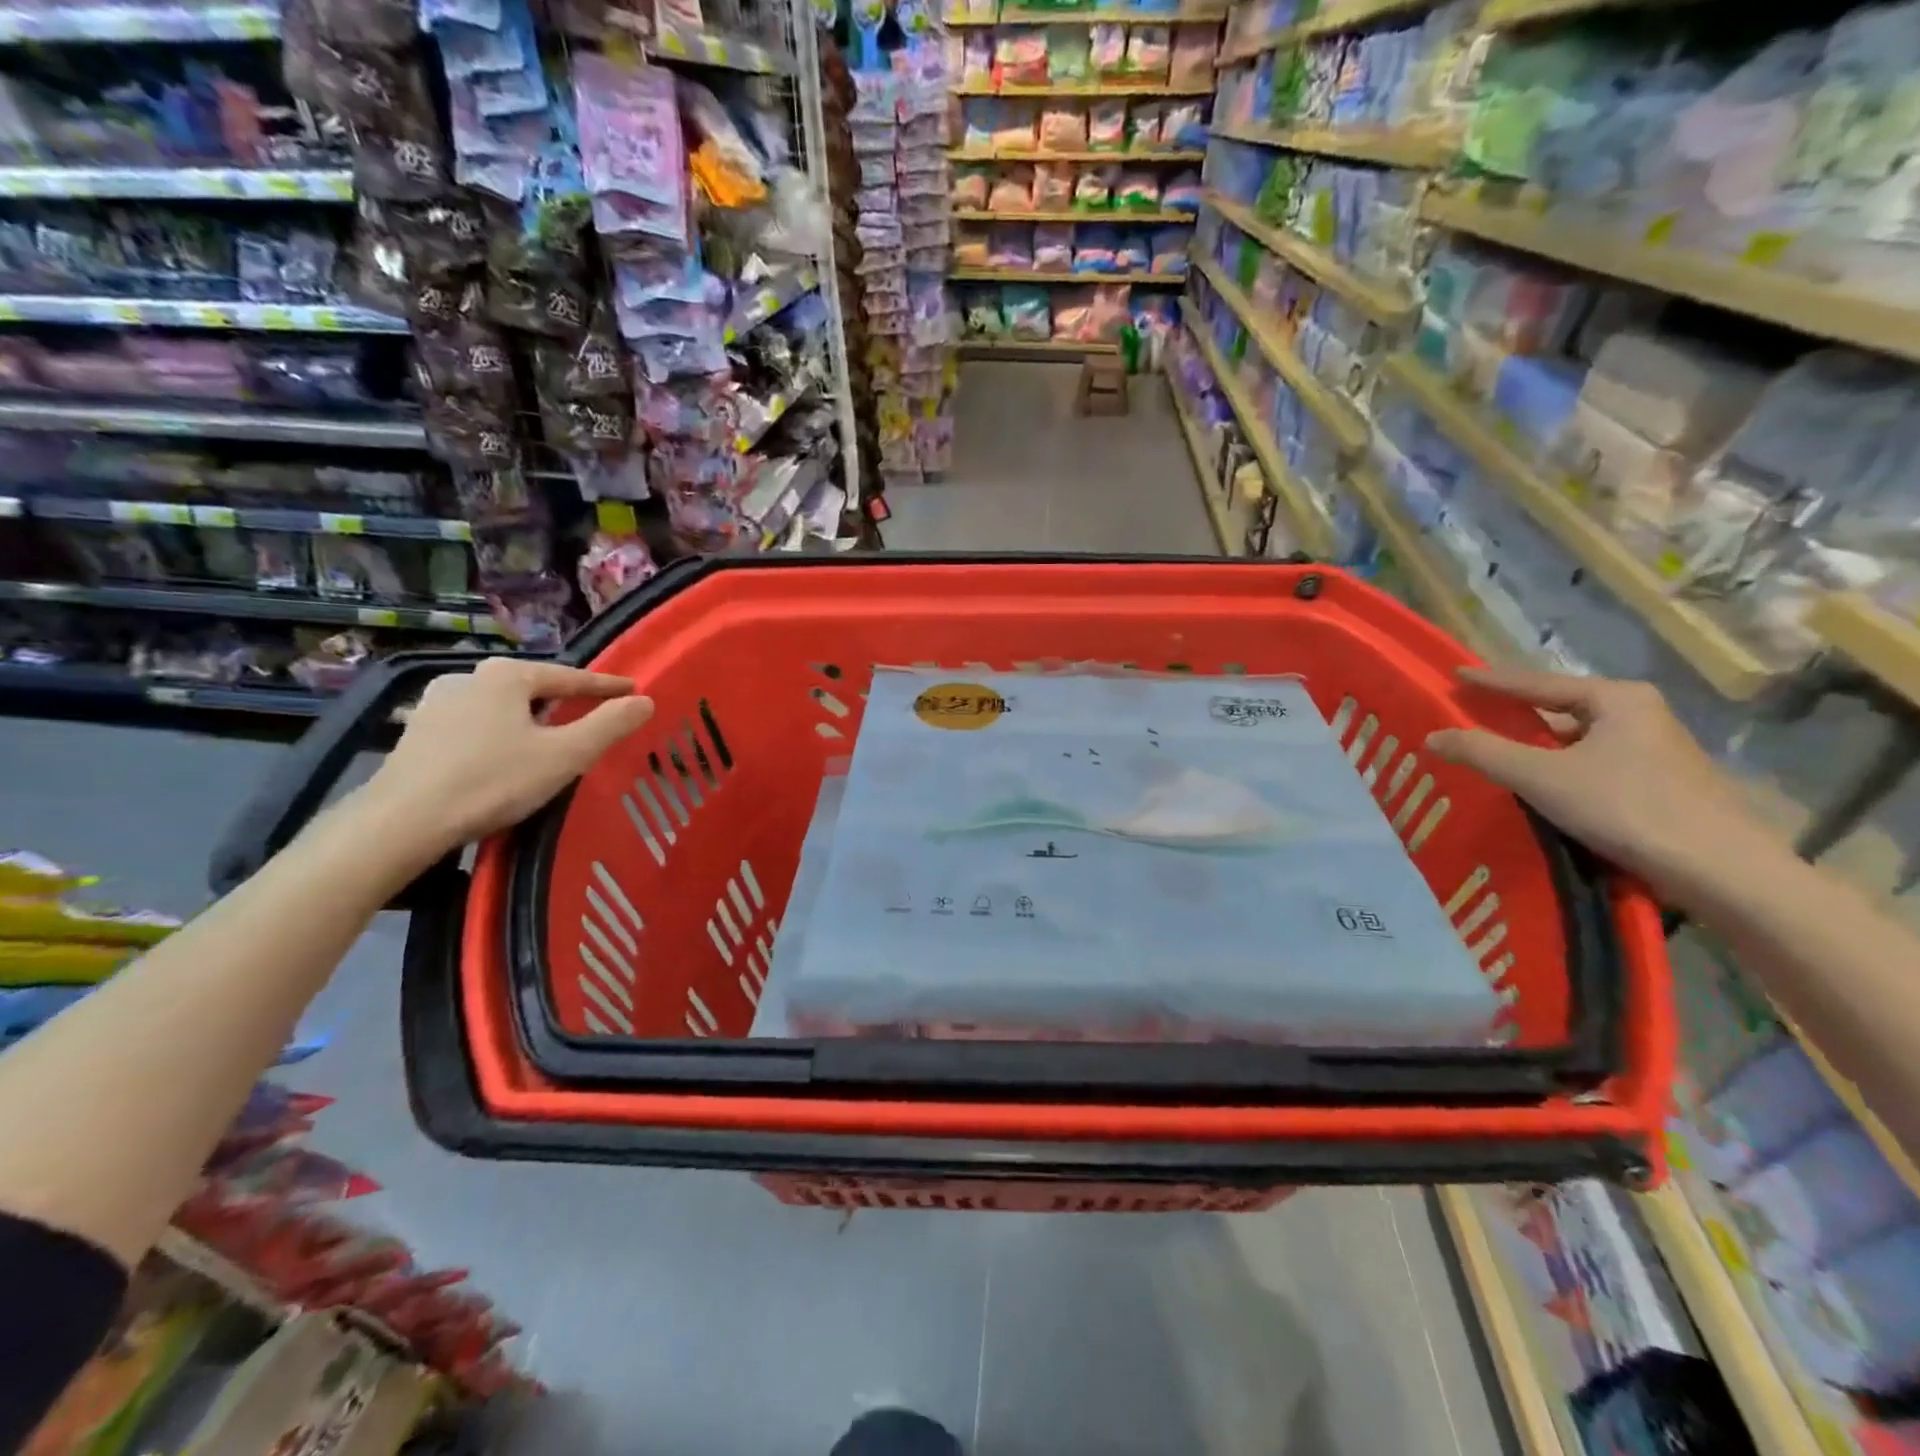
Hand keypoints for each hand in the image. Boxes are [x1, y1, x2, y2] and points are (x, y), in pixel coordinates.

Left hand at [361, 657, 654, 859]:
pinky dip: (500, 734)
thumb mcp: (566, 755)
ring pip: (502, 707)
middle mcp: (469, 677)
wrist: (402, 823)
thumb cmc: (493, 781)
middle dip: (564, 701)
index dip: (606, 687)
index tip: (632, 691)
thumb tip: (645, 700)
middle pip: (534, 688)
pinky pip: (476, 726)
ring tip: (550, 739)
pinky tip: (505, 757)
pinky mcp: (417, 733)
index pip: (571, 677)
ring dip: (530, 719)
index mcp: (507, 675)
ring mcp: (437, 704)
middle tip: (593, 717)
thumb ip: (610, 725)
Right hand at [1425, 667, 1766, 894]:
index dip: (1492, 681)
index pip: (1538, 683)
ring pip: (1578, 741)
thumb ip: (1482, 752)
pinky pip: (1593, 765)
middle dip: (1515, 716)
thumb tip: (1432, 736)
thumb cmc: (1626, 808)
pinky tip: (1541, 789)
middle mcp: (1641, 715)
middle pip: (1560, 710)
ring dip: (1538, 748)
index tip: (1456, 676)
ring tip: (1497, 756)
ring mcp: (1657, 751)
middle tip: (1472, 718)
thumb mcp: (1540, 777)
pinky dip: (1561, 770)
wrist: (1721, 871)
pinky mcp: (1662, 784)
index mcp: (1617, 698)